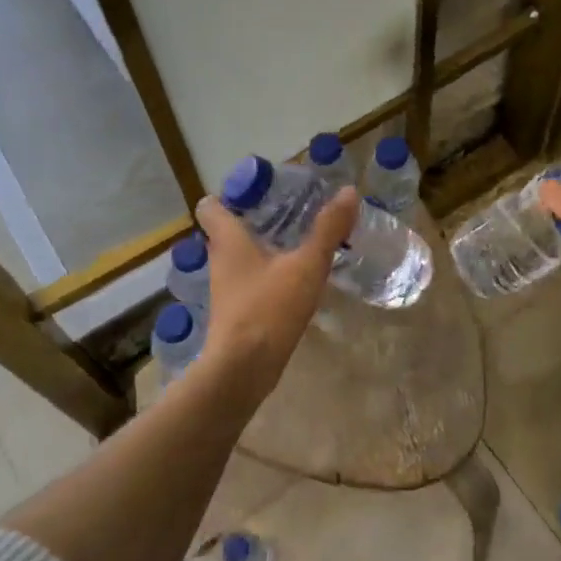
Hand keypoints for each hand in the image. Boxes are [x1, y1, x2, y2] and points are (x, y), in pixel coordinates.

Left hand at [193, 186, 359, 391]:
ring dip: (260, 250)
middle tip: (286, 212)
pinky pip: (249, 283)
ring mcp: (226, 290)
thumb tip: (349, 191)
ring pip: (238, 259)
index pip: (211, 207)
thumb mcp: (306, 265)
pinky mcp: (235, 314)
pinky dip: (266, 276)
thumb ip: (328, 229)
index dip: (229, 195)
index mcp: (228, 241)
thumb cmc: (268, 308)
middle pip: (225, 232)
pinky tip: (292, 281)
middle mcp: (220, 261)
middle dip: (251, 220)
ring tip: (294, 242)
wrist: (243, 370)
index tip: (256, 191)